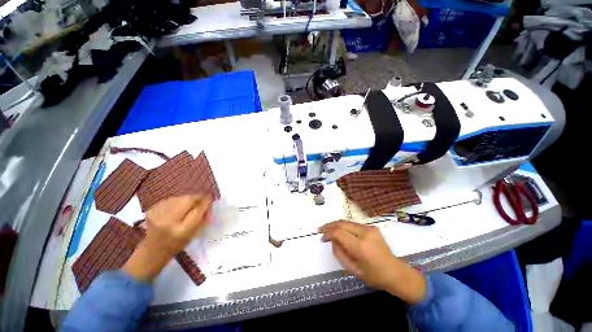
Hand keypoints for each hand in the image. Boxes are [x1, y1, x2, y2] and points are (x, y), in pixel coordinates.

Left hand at [122, 195, 211, 280]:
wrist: (152, 251)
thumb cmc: (177, 245)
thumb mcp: (194, 234)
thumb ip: (202, 218)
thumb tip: (208, 202)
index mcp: (182, 230)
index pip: (198, 210)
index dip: (205, 202)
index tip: (210, 198)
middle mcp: (169, 221)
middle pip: (187, 199)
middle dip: (197, 197)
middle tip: (201, 199)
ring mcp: (157, 215)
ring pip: (178, 198)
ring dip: (186, 199)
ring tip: (188, 205)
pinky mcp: (151, 210)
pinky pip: (169, 200)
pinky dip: (176, 201)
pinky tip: (176, 208)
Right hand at [319, 221, 426, 303]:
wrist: (396, 273)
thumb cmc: (374, 276)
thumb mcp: (353, 269)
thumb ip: (339, 253)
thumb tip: (332, 240)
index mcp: (361, 246)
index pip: (339, 233)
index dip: (328, 232)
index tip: (320, 235)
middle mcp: (365, 233)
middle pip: (342, 223)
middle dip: (330, 225)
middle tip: (321, 230)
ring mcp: (370, 228)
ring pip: (347, 222)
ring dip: (336, 225)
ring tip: (328, 230)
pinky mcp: (372, 227)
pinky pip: (353, 224)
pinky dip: (344, 226)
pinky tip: (340, 231)